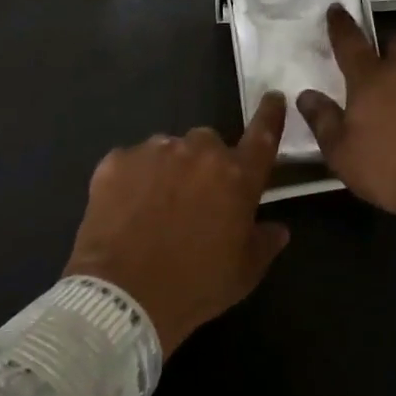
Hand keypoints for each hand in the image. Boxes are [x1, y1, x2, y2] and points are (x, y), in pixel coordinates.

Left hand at [63, 93, 291, 355]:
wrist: (122, 298)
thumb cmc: (194, 287)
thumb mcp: (243, 274)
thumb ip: (265, 242)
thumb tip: (278, 228)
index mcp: (237, 176)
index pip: (263, 135)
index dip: (270, 114)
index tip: (273, 96)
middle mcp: (199, 152)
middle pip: (208, 144)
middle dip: (205, 164)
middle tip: (194, 200)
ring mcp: (155, 151)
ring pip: (169, 150)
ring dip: (169, 170)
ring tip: (154, 209)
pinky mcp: (117, 160)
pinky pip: (132, 162)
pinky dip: (133, 180)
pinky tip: (126, 211)